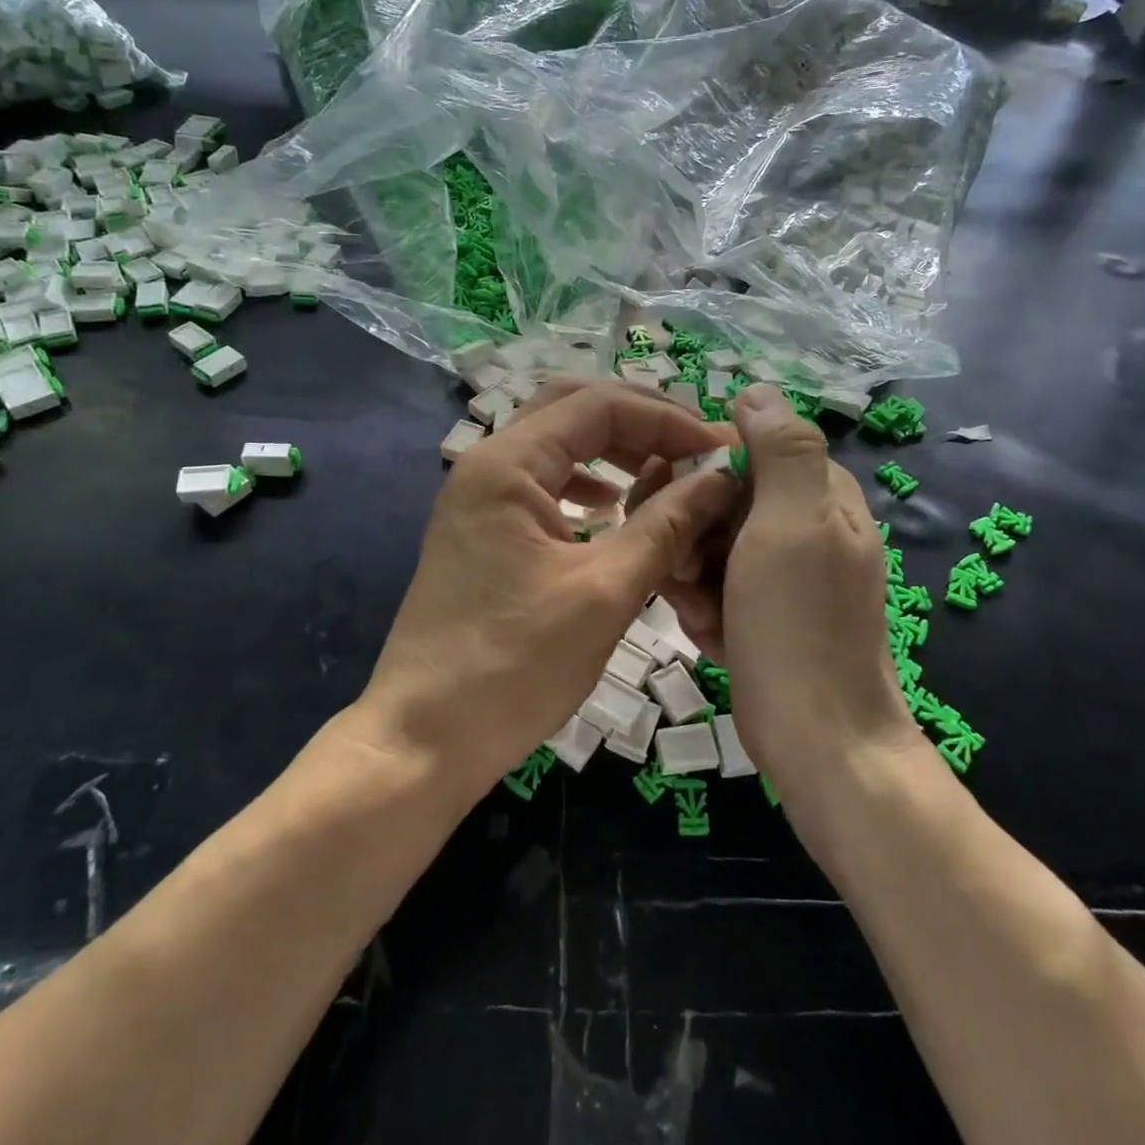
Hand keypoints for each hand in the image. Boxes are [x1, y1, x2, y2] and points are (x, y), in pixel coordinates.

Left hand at [354, 381, 741, 800]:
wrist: (423, 739)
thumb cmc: (514, 665)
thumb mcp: (604, 593)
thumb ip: (666, 525)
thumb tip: (721, 477)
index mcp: (508, 464)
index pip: (599, 405)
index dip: (667, 418)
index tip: (720, 449)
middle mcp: (488, 465)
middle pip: (572, 410)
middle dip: (640, 422)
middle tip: (695, 448)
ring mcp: (479, 498)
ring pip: (556, 445)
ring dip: (613, 450)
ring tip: (665, 473)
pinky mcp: (482, 531)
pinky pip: (542, 483)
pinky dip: (585, 483)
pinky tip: (613, 509)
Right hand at [659, 385, 920, 801]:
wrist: (819, 741)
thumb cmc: (799, 626)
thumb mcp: (792, 524)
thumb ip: (782, 450)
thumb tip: (756, 390)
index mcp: (817, 492)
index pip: (739, 449)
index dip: (696, 473)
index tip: (671, 506)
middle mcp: (802, 524)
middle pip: (717, 500)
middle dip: (690, 537)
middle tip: (687, 574)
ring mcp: (784, 572)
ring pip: (708, 546)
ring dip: (692, 579)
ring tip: (706, 616)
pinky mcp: (765, 611)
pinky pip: (715, 588)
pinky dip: (706, 611)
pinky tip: (715, 638)